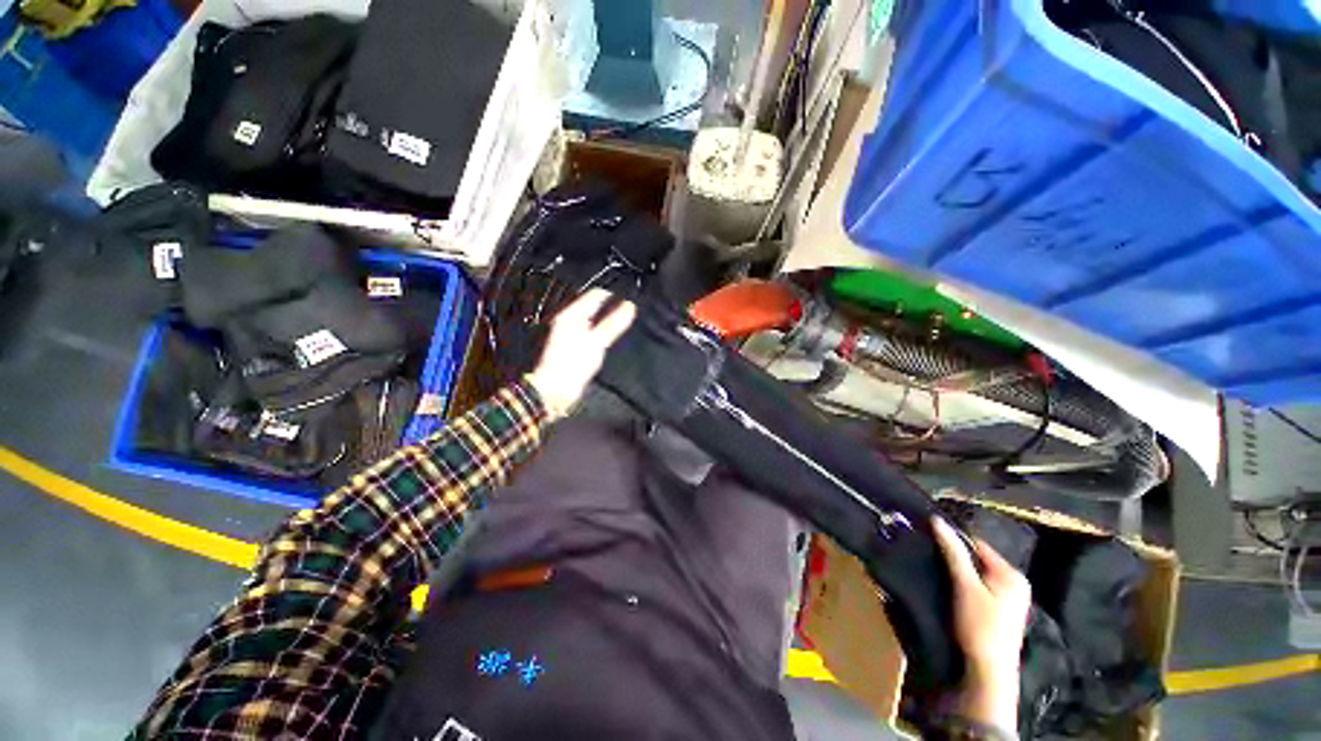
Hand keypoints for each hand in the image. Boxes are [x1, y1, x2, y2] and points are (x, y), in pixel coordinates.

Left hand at [526, 289, 636, 419]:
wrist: (555, 390)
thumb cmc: (574, 364)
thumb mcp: (597, 342)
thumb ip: (614, 323)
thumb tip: (630, 306)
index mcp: (571, 314)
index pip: (596, 295)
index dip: (614, 295)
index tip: (631, 300)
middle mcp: (569, 319)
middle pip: (594, 306)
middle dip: (611, 307)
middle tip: (631, 312)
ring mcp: (570, 332)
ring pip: (593, 318)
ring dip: (608, 319)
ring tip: (625, 323)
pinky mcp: (573, 345)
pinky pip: (591, 331)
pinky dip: (602, 331)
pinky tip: (611, 337)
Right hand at [932, 517, 1031, 734]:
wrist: (988, 671)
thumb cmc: (980, 626)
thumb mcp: (964, 586)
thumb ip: (953, 552)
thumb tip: (936, 520)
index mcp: (1012, 575)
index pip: (978, 544)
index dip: (953, 541)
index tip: (927, 538)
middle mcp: (1014, 583)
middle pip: (977, 559)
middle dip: (954, 558)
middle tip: (928, 555)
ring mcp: (1008, 599)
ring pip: (975, 574)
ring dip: (956, 572)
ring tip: (934, 570)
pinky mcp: (998, 611)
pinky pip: (977, 587)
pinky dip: (961, 585)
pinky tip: (947, 589)